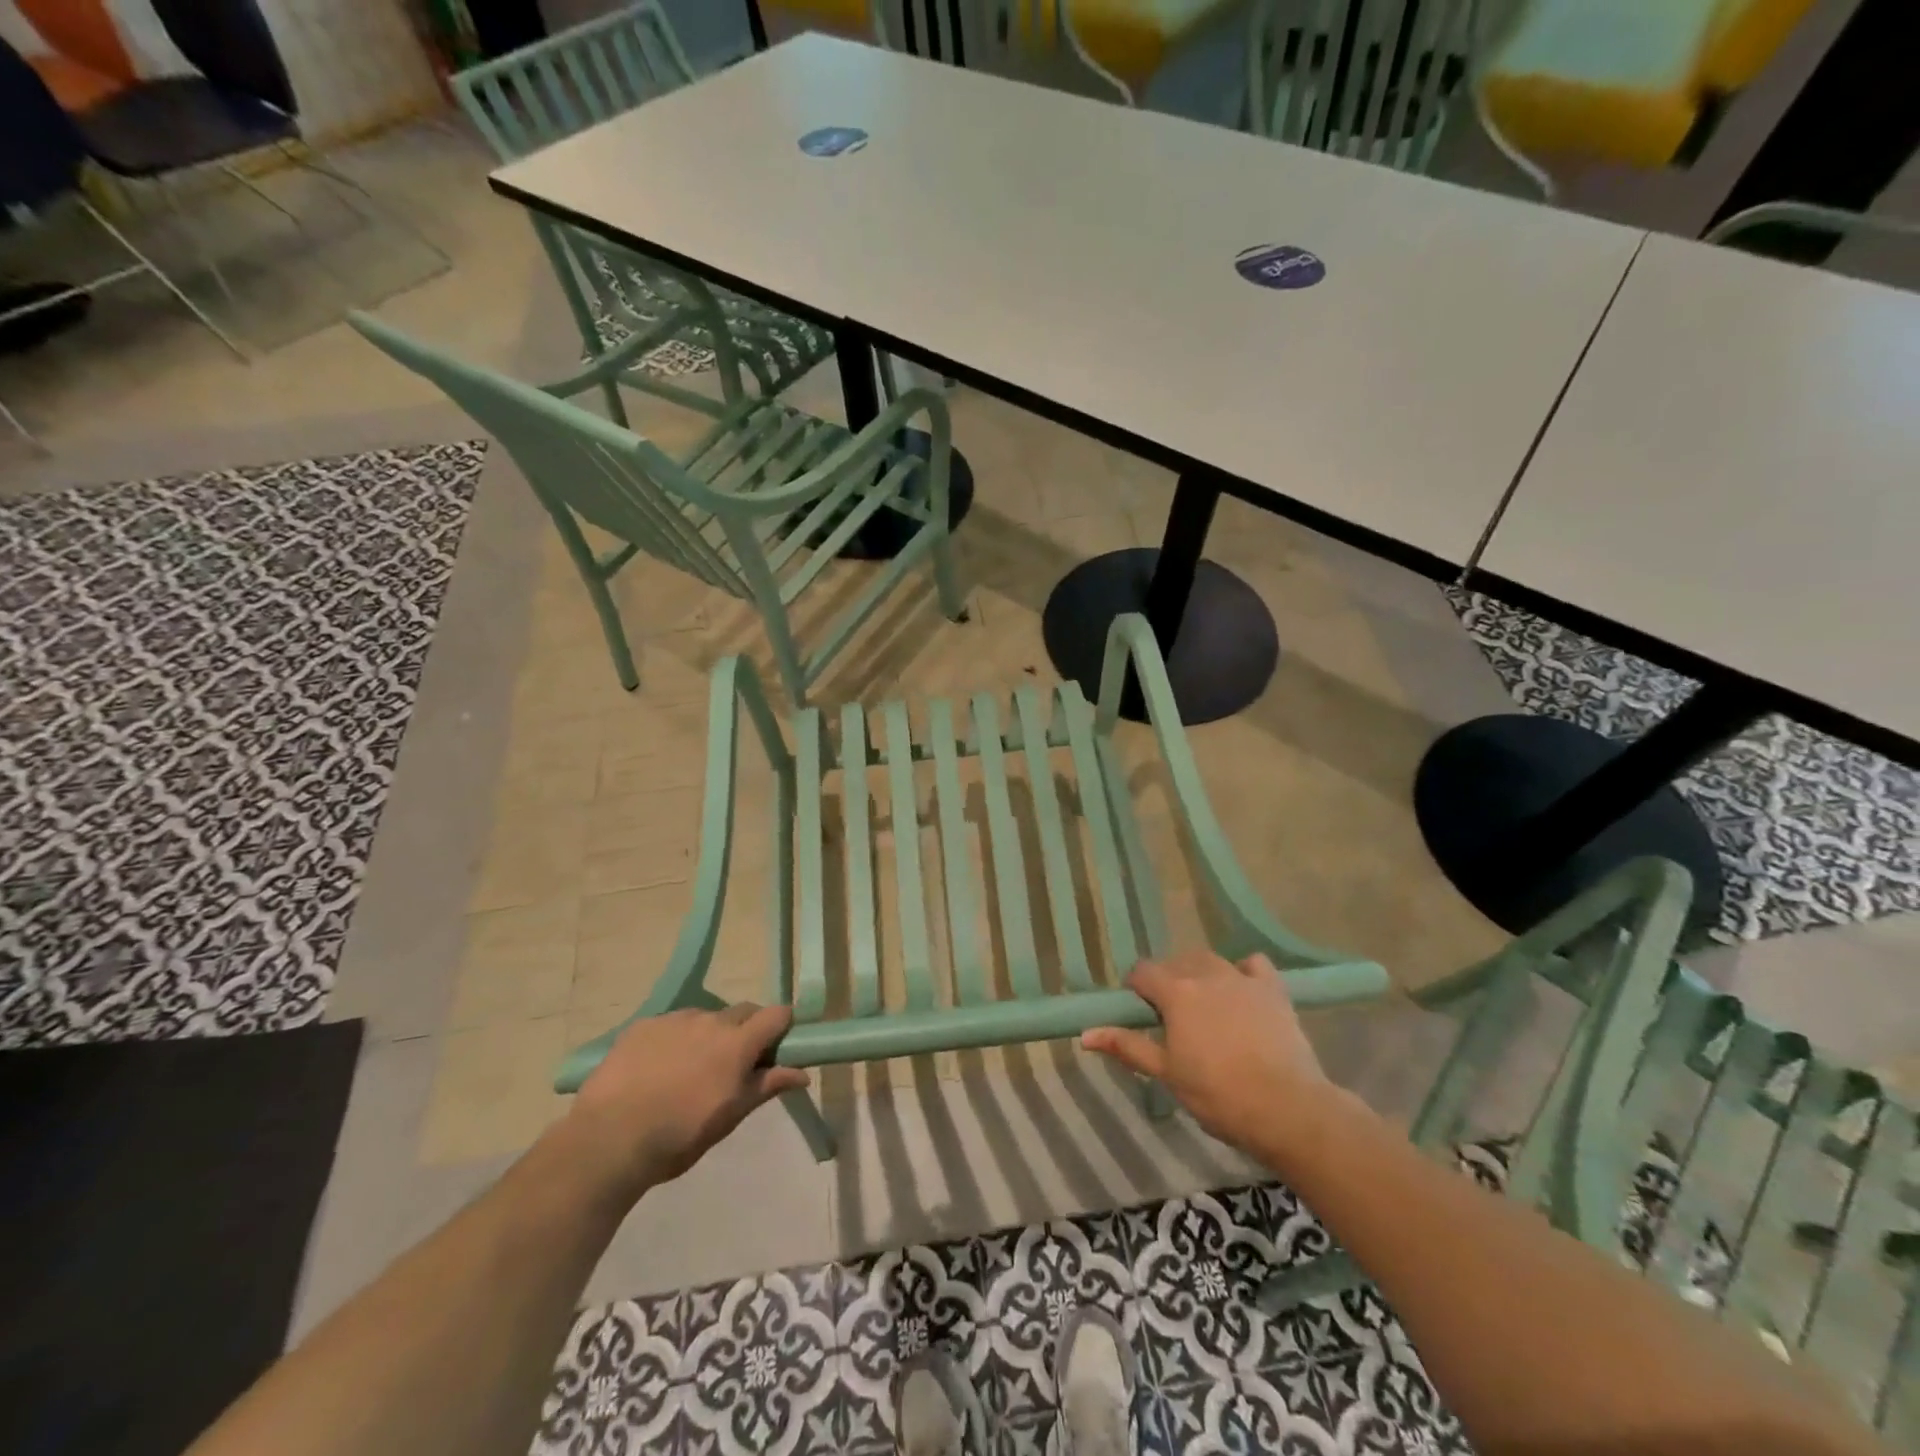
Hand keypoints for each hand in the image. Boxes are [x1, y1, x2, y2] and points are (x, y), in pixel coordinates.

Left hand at [552, 1004, 809, 1204]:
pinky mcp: (642, 1025)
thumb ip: (766, 1086)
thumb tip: (802, 1073)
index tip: (775, 1049)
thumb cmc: (679, 1136)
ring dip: (709, 1035)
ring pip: (705, 1017)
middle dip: (747, 1030)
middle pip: (743, 1011)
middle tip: (735, 1065)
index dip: (781, 1027)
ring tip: (689, 1070)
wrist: (608, 1140)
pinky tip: (657, 1070)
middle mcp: (710, 1020)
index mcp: (737, 1043)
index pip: (777, 1014)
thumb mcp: (729, 1117)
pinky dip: (675, 1040)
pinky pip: (671, 1025)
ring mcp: (674, 1019)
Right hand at [1082, 950, 1345, 1152]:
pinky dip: (1243, 971)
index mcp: (1175, 991)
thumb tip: (1085, 1034)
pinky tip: (1242, 992)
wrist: (1287, 1108)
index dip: (1137, 990)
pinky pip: (1253, 964)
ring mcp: (1242, 978)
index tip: (1141, 1015)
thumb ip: (1127, 1046)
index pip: (1142, 972)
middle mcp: (1205, 973)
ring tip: (1204, 1006)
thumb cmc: (1217, 1094)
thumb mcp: (1166, 1073)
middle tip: (1172, 1018)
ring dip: (1199, 974)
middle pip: (1175, 962)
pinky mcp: (1273, 989)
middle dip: (1168, 982)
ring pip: (1210, 960)